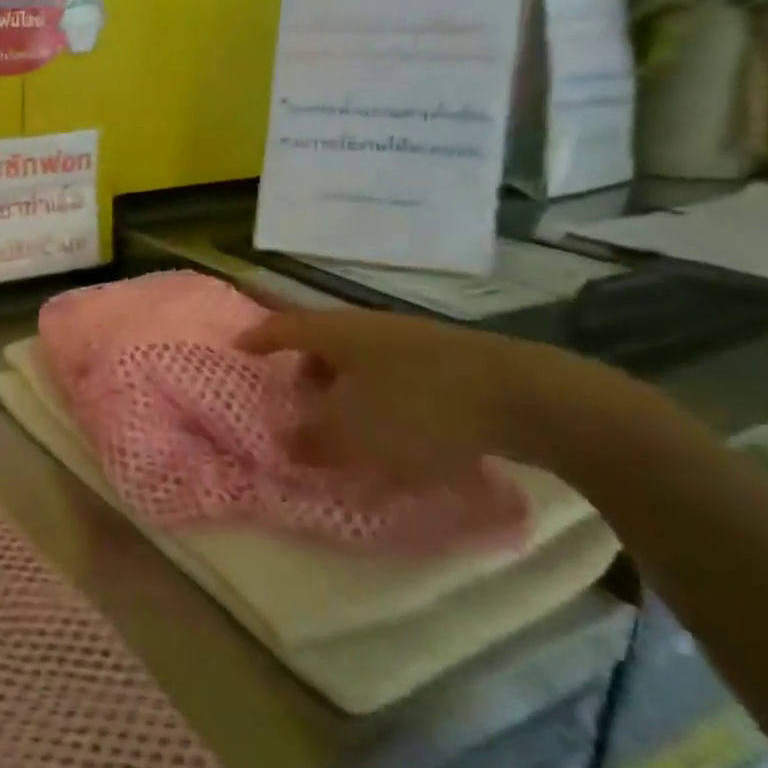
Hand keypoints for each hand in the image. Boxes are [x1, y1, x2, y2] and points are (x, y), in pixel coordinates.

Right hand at [239, 300, 670, 483]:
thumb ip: (313, 440)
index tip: (237, 348)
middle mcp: (370, 327)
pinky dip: (382, 395)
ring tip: (347, 422)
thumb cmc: (421, 408)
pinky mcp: (452, 361)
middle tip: (295, 397)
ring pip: (362, 358)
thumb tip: (286, 441)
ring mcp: (414, 340)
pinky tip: (397, 431)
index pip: (283, 327)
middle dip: (304, 367)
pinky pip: (397, 374)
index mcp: (338, 333)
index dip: (258, 338)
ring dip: (345, 386)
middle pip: (324, 341)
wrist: (529, 397)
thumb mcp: (356, 434)